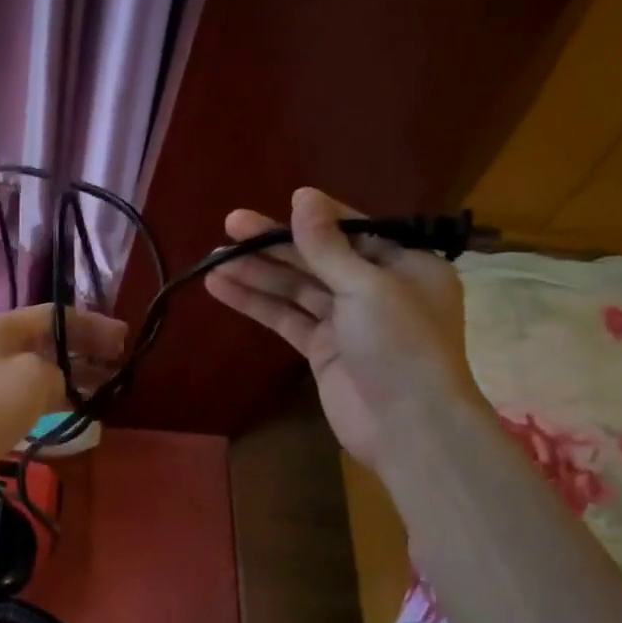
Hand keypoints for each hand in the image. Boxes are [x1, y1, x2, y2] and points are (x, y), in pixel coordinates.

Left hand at [0, 305, 126, 507]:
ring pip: (42, 368)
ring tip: (110, 384)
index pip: (53, 315)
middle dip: (85, 348)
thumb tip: (63, 382)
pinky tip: (84, 406)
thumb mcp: (36, 375)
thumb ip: (60, 369)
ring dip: (75, 374)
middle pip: (48, 340)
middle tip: (119, 361)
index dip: (91, 324)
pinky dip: (59, 396)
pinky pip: (33, 394)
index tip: (123, 339)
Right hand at [205, 188, 483, 466]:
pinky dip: (256, 304)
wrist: (408, 427)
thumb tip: (303, 195)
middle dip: (274, 244)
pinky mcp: (323, 350)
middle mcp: (376, 288)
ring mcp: (347, 322)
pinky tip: (222, 289)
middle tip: (230, 225)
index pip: (352, 230)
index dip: (311, 218)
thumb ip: (327, 245)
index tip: (272, 206)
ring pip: (296, 288)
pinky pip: (286, 318)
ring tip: (213, 259)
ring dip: (257, 273)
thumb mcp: (365, 286)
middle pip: (318, 258)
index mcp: (404, 265)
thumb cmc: (400, 345)